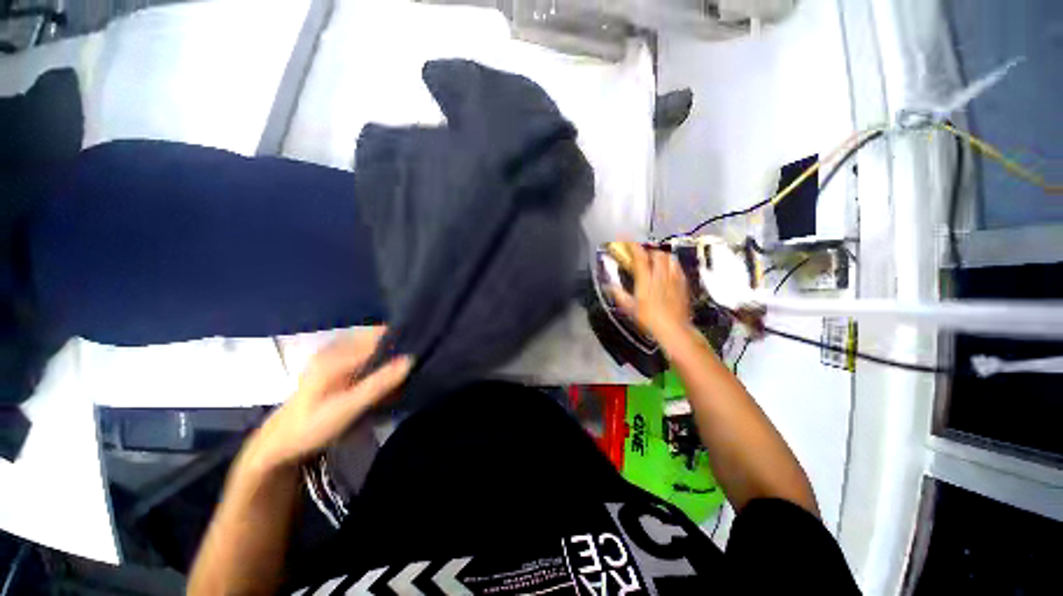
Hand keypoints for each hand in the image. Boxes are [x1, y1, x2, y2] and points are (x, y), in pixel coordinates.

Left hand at [241, 327, 411, 474]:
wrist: (280, 442)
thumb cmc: (312, 426)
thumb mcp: (347, 408)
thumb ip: (379, 383)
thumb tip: (411, 359)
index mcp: (337, 355)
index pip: (379, 335)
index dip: (402, 337)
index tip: (425, 345)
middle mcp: (336, 349)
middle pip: (377, 337)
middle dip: (399, 344)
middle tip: (422, 357)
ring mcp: (335, 356)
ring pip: (373, 345)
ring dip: (392, 352)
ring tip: (412, 364)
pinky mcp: (336, 365)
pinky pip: (366, 354)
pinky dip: (381, 360)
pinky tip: (391, 372)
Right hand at [610, 242, 691, 340]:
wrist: (674, 329)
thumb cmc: (649, 319)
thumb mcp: (629, 307)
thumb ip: (619, 294)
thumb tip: (609, 285)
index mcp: (646, 280)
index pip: (640, 256)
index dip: (632, 246)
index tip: (626, 240)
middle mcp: (661, 275)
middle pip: (657, 254)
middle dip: (648, 251)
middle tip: (642, 255)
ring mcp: (674, 278)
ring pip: (669, 258)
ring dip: (661, 256)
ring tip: (655, 261)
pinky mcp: (683, 284)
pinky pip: (677, 267)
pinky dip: (671, 264)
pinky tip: (668, 270)